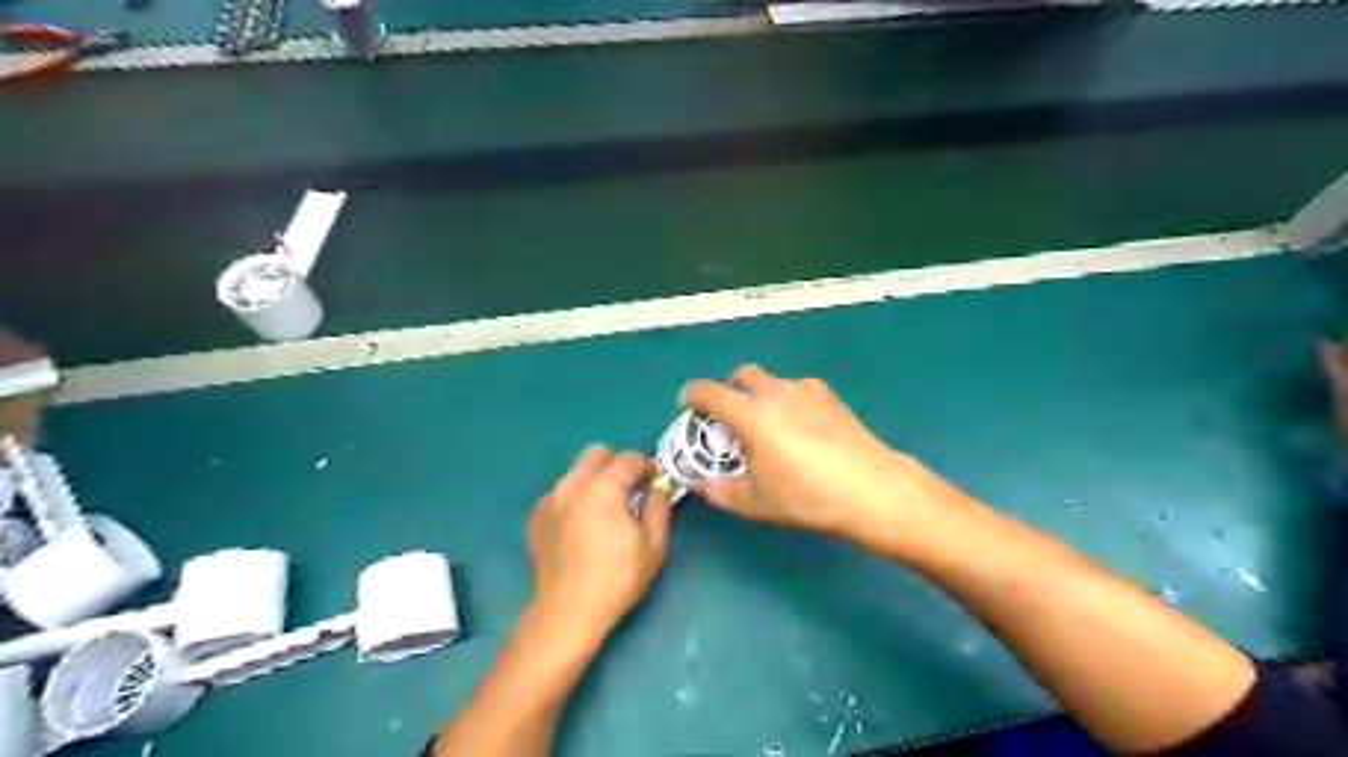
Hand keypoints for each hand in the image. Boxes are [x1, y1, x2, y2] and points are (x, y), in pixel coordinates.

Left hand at [527, 443, 674, 643]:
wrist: (568, 611)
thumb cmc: (617, 578)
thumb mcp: (653, 544)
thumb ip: (659, 507)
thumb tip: (659, 488)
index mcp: (603, 487)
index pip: (629, 458)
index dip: (647, 466)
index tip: (654, 482)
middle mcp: (572, 484)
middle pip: (596, 453)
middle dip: (617, 463)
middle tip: (629, 487)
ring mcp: (550, 499)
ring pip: (575, 472)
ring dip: (594, 479)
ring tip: (605, 509)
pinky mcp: (536, 517)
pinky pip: (560, 493)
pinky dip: (575, 499)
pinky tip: (581, 527)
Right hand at [680, 364, 973, 548]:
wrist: (870, 487)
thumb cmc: (807, 496)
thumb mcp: (757, 502)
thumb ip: (722, 491)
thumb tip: (700, 485)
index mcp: (750, 414)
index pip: (710, 392)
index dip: (693, 394)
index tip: (687, 403)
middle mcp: (774, 392)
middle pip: (742, 374)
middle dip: (728, 388)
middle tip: (728, 415)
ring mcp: (805, 390)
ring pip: (771, 380)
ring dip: (759, 394)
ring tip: (766, 424)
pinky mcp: (829, 396)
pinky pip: (797, 388)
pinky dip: (786, 399)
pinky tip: (798, 426)